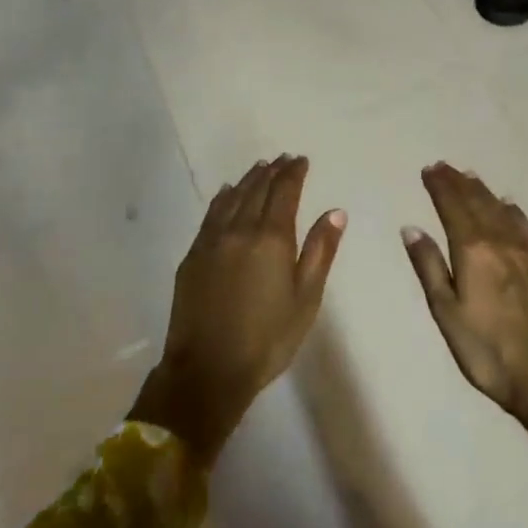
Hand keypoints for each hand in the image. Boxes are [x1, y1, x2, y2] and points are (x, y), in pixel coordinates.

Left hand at [131, 156, 345, 460]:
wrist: (208, 369)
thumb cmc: (268, 338)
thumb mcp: (306, 298)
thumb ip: (320, 251)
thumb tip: (335, 212)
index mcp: (271, 238)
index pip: (284, 192)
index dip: (294, 173)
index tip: (301, 160)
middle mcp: (239, 230)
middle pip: (257, 189)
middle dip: (272, 171)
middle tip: (283, 158)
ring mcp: (211, 241)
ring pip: (232, 197)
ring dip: (248, 179)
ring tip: (260, 167)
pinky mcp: (193, 256)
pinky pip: (211, 214)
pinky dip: (222, 198)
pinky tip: (226, 192)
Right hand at [402, 163, 527, 502]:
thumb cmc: (487, 351)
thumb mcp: (446, 312)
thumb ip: (429, 267)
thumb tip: (412, 228)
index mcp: (473, 251)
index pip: (453, 208)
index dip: (440, 187)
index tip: (429, 169)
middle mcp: (501, 243)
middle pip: (478, 203)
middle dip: (459, 183)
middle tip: (445, 166)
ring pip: (502, 211)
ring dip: (484, 192)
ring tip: (471, 176)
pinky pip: (526, 228)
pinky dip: (513, 211)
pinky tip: (509, 206)